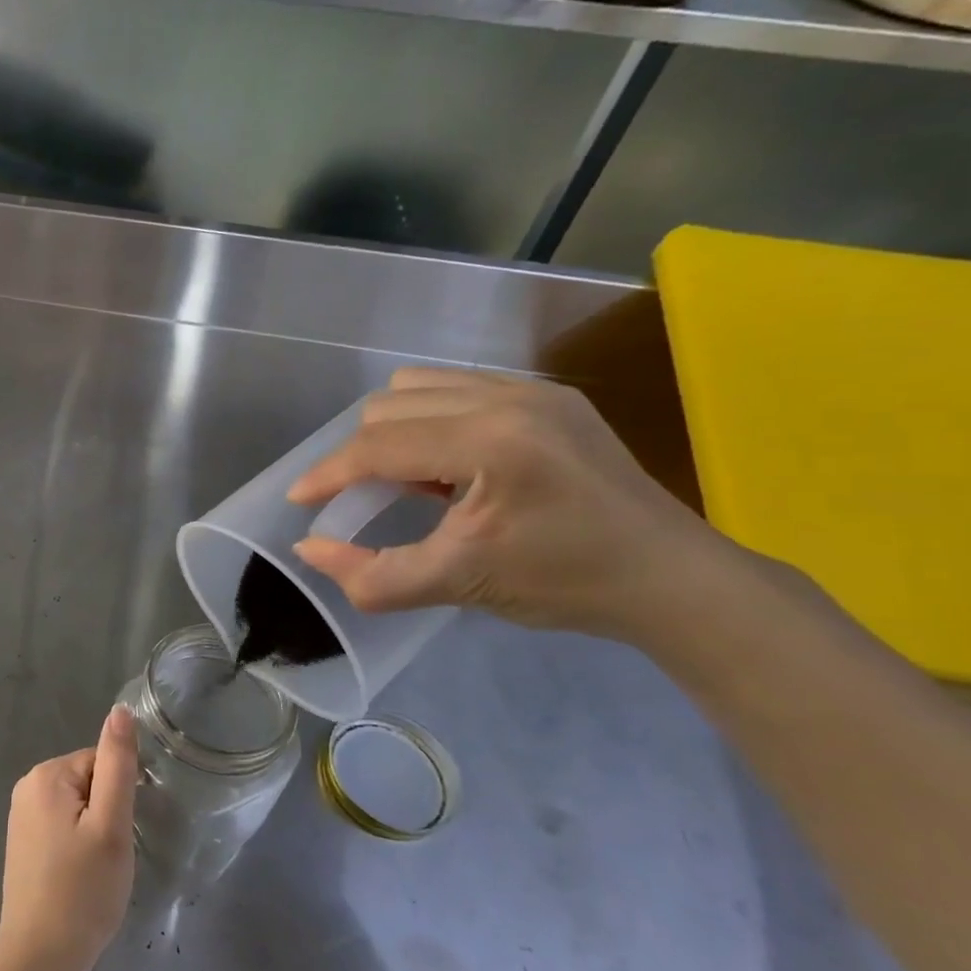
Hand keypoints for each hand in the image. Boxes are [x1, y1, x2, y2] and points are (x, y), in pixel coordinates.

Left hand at [0, 706, 138, 970]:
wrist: (39, 957)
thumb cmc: (82, 890)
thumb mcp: (111, 824)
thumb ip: (117, 764)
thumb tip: (121, 710)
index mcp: (47, 774)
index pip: (102, 763)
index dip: (119, 798)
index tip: (119, 835)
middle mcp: (27, 785)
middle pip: (88, 781)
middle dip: (106, 813)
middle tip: (108, 857)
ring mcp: (20, 814)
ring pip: (78, 805)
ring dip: (94, 831)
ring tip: (94, 870)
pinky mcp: (22, 840)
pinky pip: (62, 825)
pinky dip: (77, 845)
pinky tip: (78, 876)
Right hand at [287, 367, 729, 643]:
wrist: (672, 578)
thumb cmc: (564, 584)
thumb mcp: (458, 585)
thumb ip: (372, 574)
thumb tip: (307, 549)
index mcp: (490, 442)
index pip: (380, 446)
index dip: (329, 473)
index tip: (298, 500)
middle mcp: (508, 398)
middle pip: (389, 406)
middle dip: (361, 454)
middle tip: (363, 501)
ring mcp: (533, 390)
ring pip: (418, 385)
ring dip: (393, 428)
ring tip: (410, 478)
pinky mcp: (549, 395)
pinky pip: (458, 386)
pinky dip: (430, 418)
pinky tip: (450, 462)